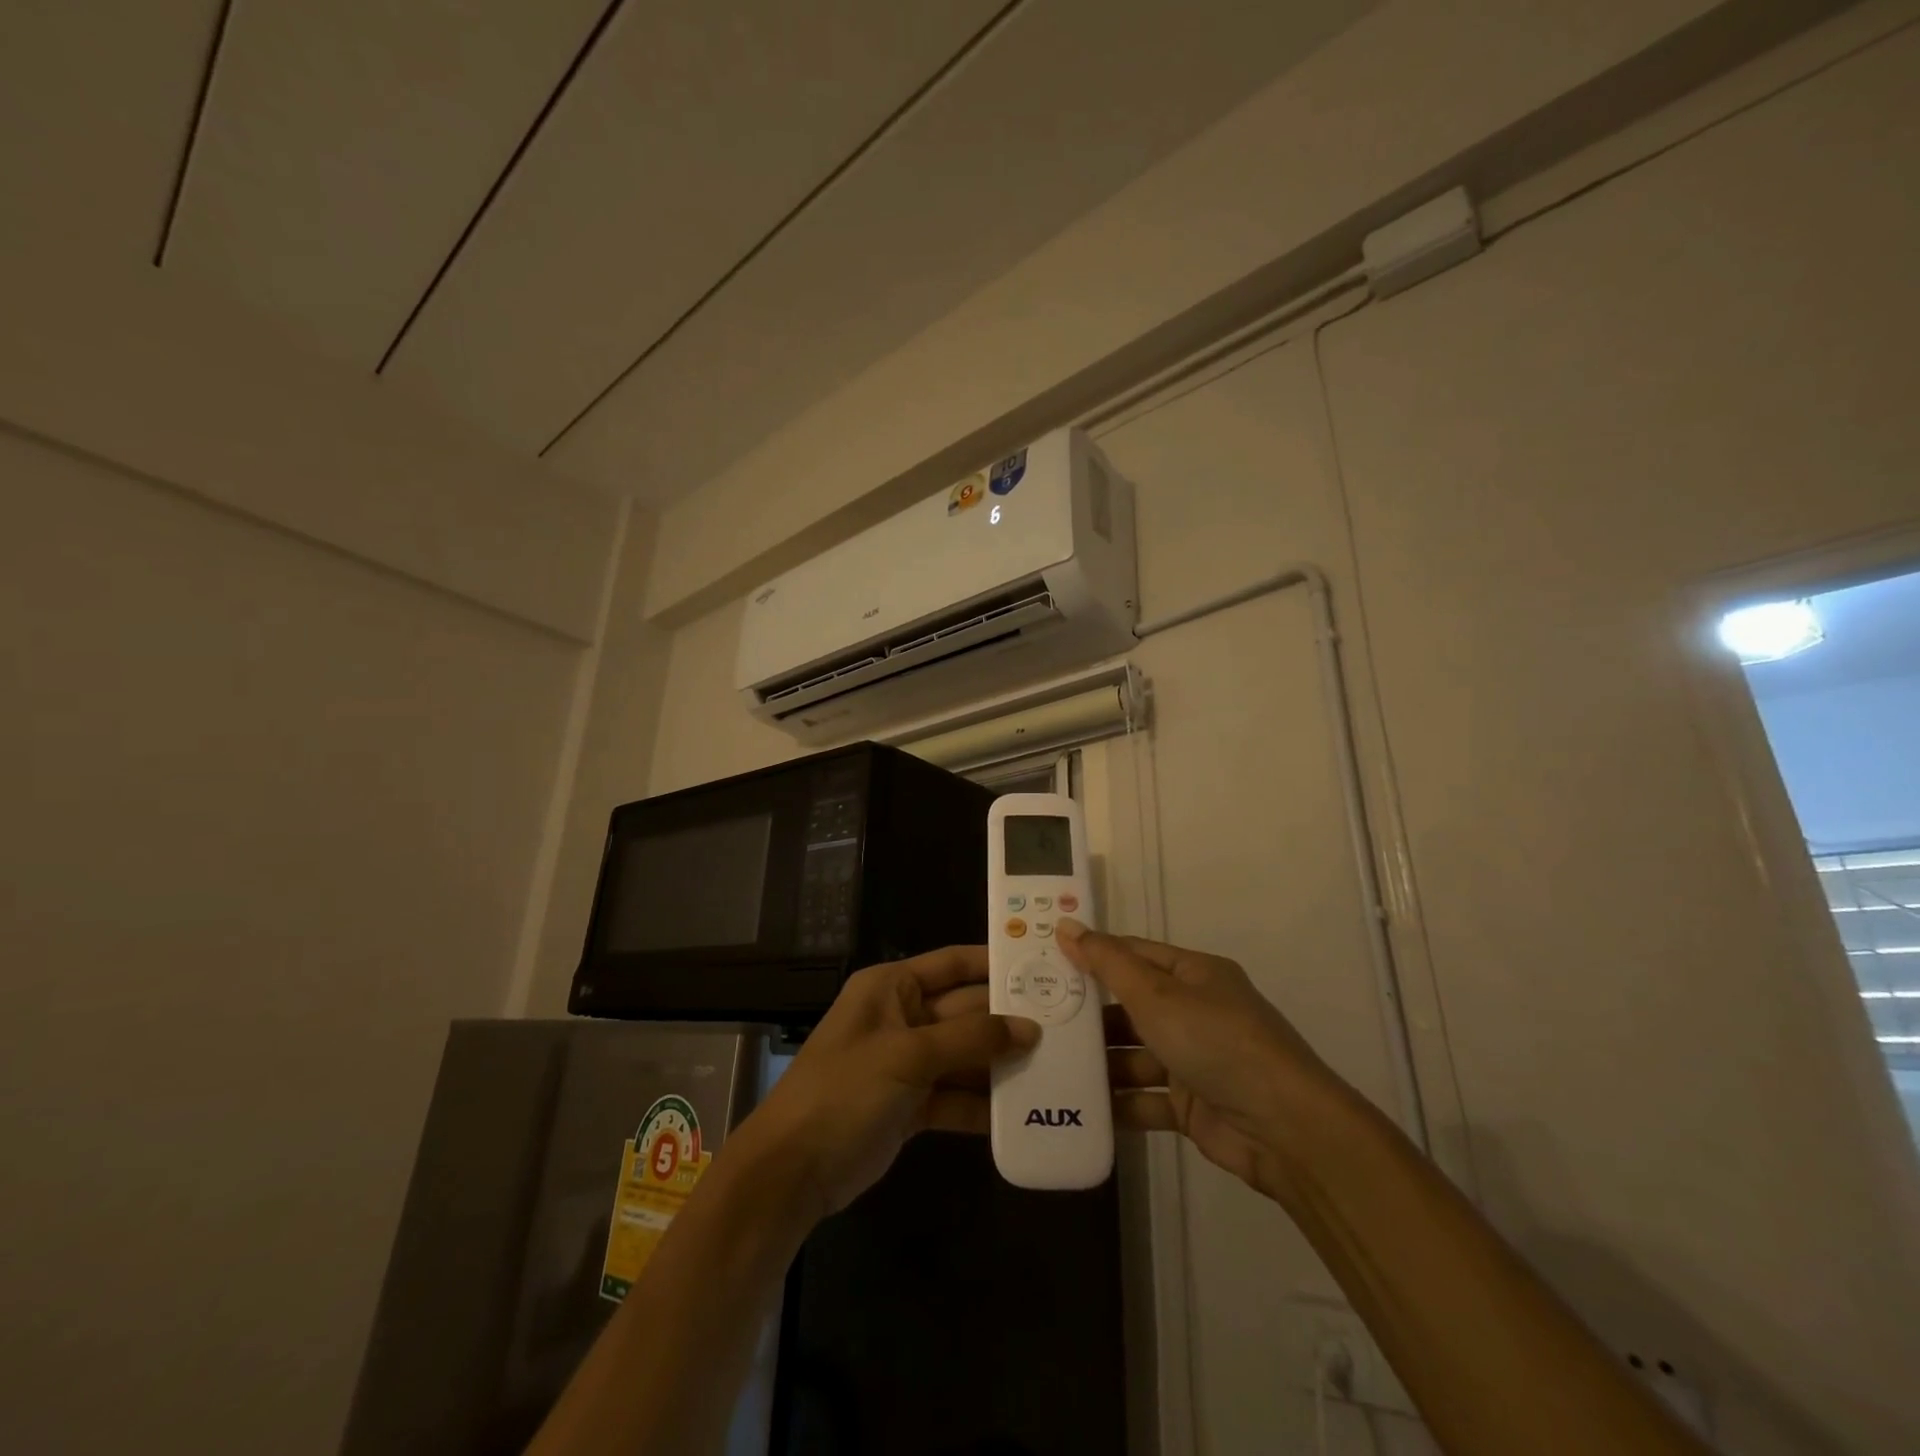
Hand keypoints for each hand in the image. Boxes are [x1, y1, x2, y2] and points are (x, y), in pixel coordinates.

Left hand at [743, 946, 1038, 1220]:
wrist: (792, 1171)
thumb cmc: (844, 1091)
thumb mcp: (907, 1056)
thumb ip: (970, 1039)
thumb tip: (1029, 1028)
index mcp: (891, 987)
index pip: (952, 963)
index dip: (994, 963)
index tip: (1043, 966)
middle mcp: (902, 1018)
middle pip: (965, 1011)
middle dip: (1008, 1019)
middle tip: (1065, 1025)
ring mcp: (907, 1063)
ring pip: (965, 1055)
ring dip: (1001, 1063)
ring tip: (1057, 1067)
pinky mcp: (912, 1105)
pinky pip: (956, 1095)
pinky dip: (983, 1103)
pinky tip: (1024, 1110)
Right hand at [1057, 919, 1350, 1200]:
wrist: (1284, 1128)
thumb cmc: (1215, 1042)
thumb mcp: (1155, 994)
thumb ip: (1107, 963)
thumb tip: (1065, 923)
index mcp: (1194, 974)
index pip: (1134, 954)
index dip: (1092, 955)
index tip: (1046, 961)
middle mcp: (1195, 1011)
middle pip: (1131, 1006)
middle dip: (1090, 1015)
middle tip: (1038, 1018)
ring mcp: (1195, 1060)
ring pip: (1135, 1055)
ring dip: (1101, 1062)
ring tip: (1049, 1064)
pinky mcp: (1192, 1105)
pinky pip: (1146, 1098)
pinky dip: (1118, 1102)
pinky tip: (1078, 1106)